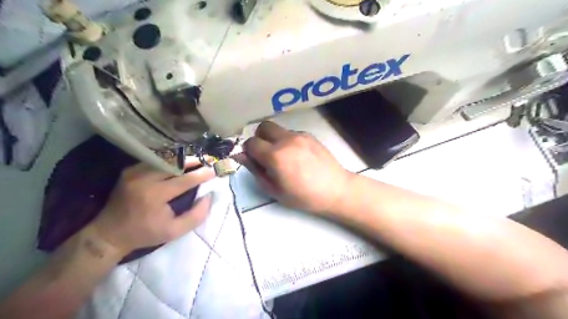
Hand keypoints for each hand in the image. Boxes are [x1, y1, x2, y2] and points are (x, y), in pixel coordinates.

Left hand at [91, 161, 215, 255]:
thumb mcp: (175, 232)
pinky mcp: (129, 171)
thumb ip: (196, 215)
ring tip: (196, 161)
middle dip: (194, 161)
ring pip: (165, 159)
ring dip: (183, 159)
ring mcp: (134, 173)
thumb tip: (208, 196)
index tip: (214, 170)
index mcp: (155, 195)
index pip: (184, 179)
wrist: (109, 234)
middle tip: (208, 160)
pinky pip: (154, 161)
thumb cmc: (146, 234)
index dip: (201, 174)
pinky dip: (169, 161)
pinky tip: (178, 163)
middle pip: (174, 163)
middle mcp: (143, 179)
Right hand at [234, 121, 350, 215]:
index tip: (254, 161)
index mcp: (275, 156)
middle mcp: (286, 140)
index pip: (251, 142)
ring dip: (274, 139)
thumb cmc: (303, 196)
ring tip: (283, 157)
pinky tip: (297, 156)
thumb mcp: (274, 190)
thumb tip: (240, 156)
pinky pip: (291, 133)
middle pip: (263, 127)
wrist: (335, 190)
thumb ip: (255, 170)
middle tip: (265, 155)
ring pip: (278, 129)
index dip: (248, 152)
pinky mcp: (310, 135)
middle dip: (259, 138)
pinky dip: (287, 141)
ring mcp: (300, 135)